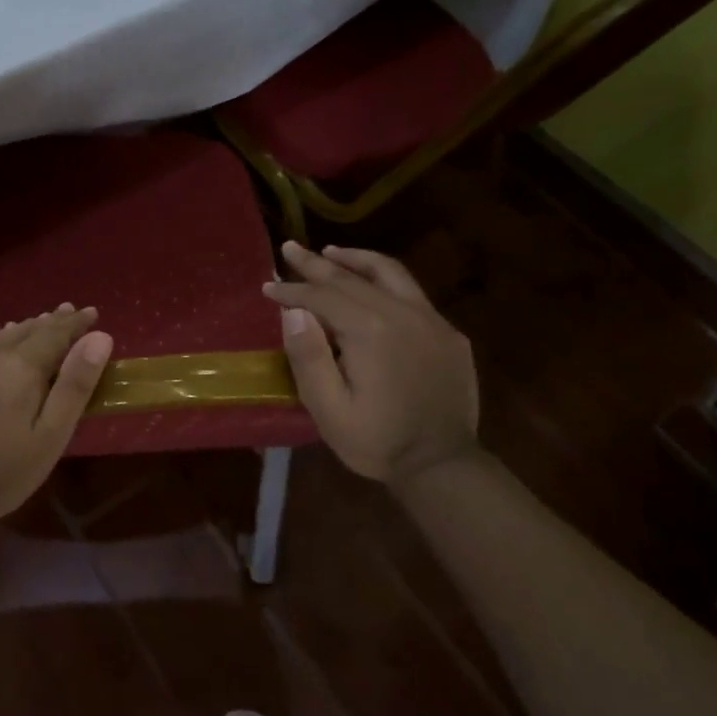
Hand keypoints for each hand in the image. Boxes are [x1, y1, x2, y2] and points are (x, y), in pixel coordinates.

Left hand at [0, 305, 113, 535]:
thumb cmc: (1, 474)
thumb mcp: (50, 437)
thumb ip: (75, 385)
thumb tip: (99, 338)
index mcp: (19, 366)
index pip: (55, 333)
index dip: (76, 323)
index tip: (92, 313)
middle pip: (26, 330)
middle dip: (51, 321)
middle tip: (69, 311)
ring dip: (22, 331)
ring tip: (39, 323)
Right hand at [263, 242, 480, 487]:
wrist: (443, 466)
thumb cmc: (376, 441)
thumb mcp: (329, 410)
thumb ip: (309, 358)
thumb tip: (293, 312)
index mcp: (371, 332)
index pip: (323, 297)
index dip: (293, 291)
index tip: (268, 287)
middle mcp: (404, 314)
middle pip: (352, 279)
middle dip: (317, 264)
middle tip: (290, 248)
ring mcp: (432, 321)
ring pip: (389, 274)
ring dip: (355, 260)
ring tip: (330, 252)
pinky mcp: (448, 333)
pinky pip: (412, 292)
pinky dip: (384, 279)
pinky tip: (371, 285)